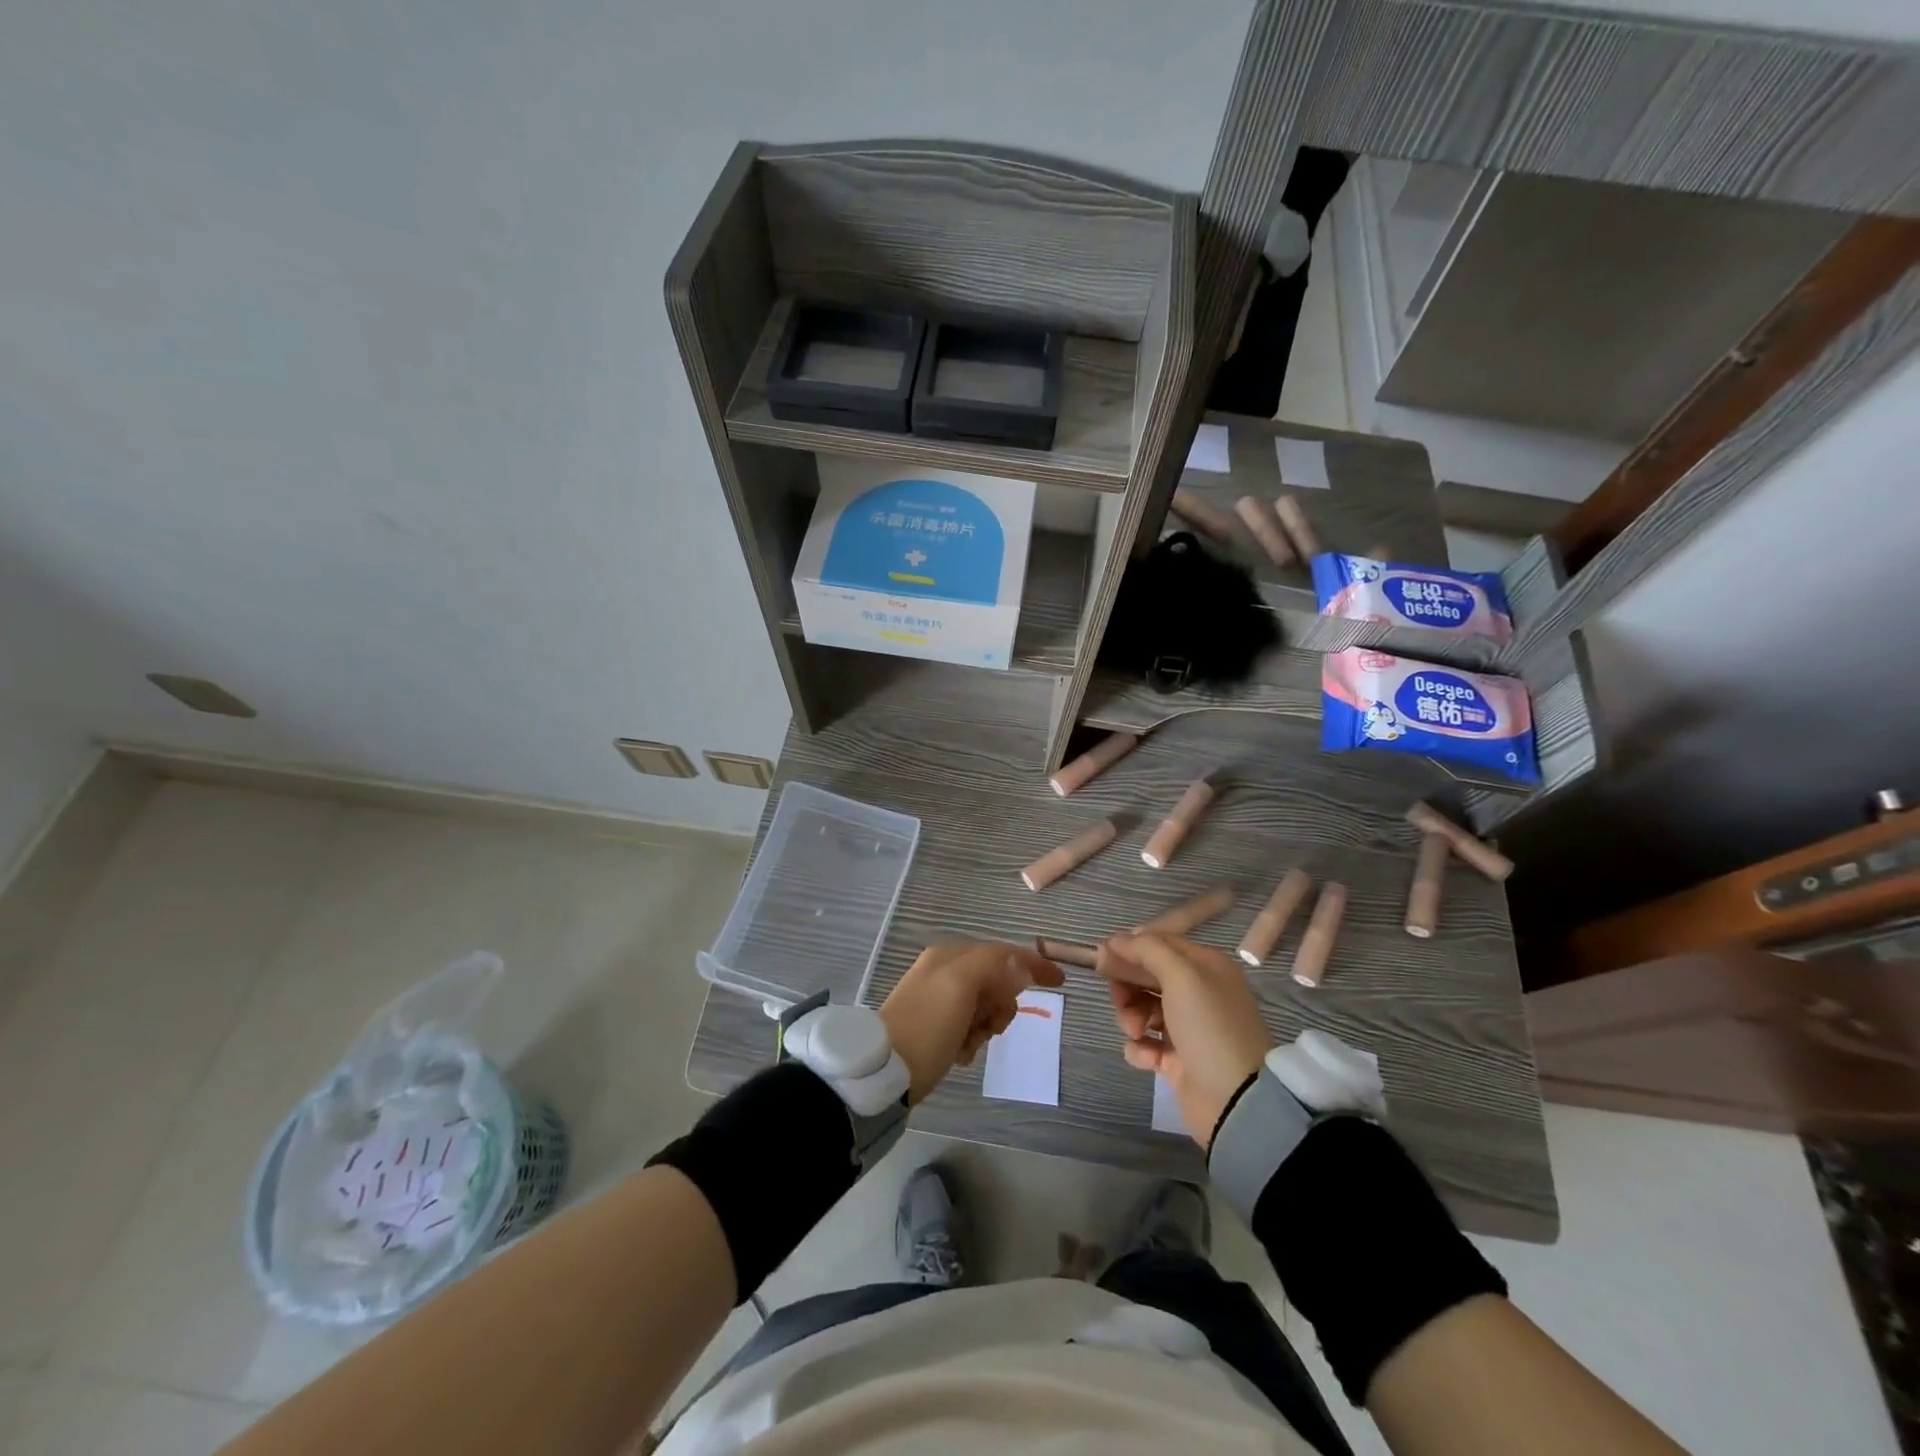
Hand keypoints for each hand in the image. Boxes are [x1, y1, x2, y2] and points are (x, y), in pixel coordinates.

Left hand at [878, 941, 1063, 1104]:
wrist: (883, 1073)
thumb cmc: (926, 1027)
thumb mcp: (960, 987)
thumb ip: (993, 966)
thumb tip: (1021, 965)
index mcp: (949, 955)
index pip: (1002, 952)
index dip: (1032, 963)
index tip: (1060, 981)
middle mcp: (942, 971)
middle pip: (995, 982)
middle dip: (1000, 1006)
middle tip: (989, 1027)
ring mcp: (937, 999)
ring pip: (985, 1007)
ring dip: (986, 1027)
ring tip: (969, 1044)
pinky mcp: (933, 1027)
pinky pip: (969, 1027)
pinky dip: (972, 1040)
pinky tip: (959, 1053)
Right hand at [1097, 933, 1272, 1147]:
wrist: (1235, 1099)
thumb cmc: (1208, 1026)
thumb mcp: (1181, 976)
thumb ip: (1147, 950)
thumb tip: (1115, 940)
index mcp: (1205, 966)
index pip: (1159, 943)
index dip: (1130, 947)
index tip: (1102, 957)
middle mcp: (1198, 992)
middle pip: (1147, 976)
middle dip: (1128, 985)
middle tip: (1118, 998)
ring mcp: (1187, 1027)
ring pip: (1142, 1008)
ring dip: (1131, 1017)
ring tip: (1137, 1032)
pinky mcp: (1177, 1060)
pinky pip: (1145, 1043)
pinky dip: (1140, 1048)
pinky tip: (1147, 1056)